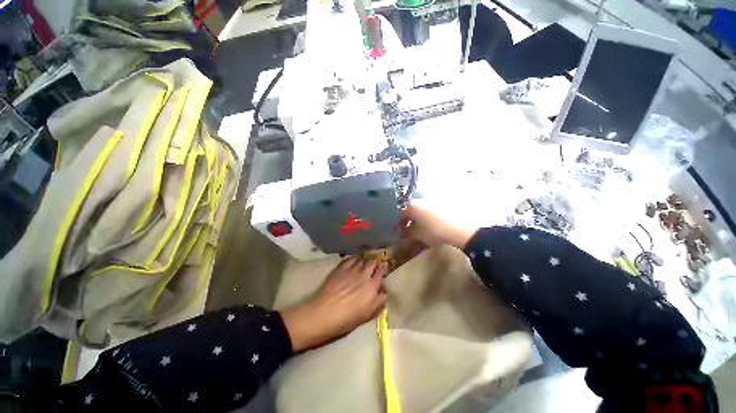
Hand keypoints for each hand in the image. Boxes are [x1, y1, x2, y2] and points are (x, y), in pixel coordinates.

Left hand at [281, 258, 387, 351]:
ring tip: (364, 261)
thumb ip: (378, 303)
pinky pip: (350, 259)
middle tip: (374, 264)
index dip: (383, 267)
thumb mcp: (367, 315)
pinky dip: (354, 259)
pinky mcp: (340, 268)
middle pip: (372, 262)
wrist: (324, 314)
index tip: (384, 266)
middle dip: (375, 262)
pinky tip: (354, 261)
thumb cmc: (347, 319)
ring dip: (365, 260)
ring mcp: (351, 270)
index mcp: (372, 286)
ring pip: (362, 259)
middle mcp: (364, 275)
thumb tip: (384, 293)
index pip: (381, 271)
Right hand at [400, 205, 476, 248]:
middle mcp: (420, 201)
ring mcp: (431, 202)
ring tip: (417, 229)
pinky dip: (424, 217)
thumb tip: (402, 231)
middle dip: (406, 220)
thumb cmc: (434, 231)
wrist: (459, 229)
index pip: (399, 212)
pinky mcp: (439, 205)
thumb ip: (407, 232)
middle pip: (409, 210)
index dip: (397, 222)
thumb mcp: (418, 234)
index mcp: (412, 206)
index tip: (398, 230)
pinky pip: (427, 210)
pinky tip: (427, 225)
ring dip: (415, 218)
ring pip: (418, 210)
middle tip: (406, 230)